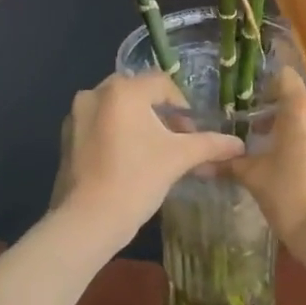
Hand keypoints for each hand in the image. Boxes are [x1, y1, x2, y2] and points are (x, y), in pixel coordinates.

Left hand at [49, 72, 245, 254]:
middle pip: (138, 93)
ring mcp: (76, 115)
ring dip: (138, 123)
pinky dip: (116, 134)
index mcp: (123, 90)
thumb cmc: (137, 180)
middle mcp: (95, 93)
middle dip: (160, 113)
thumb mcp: (178, 158)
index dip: (182, 105)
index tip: (190, 132)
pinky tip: (127, 161)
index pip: (162, 83)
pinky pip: (99, 124)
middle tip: (175, 140)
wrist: (88, 221)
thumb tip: (239, 145)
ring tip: (153, 152)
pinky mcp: (66, 137)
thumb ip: (209, 144)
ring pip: (117, 109)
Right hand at [228, 67, 305, 276]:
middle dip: (293, 92)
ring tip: (279, 135)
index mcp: (302, 107)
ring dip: (305, 110)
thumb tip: (201, 163)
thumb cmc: (291, 198)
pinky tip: (297, 153)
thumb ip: (230, 162)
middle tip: (271, 111)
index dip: (267, 85)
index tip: (252, 102)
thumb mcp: (255, 178)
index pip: (286, 75)